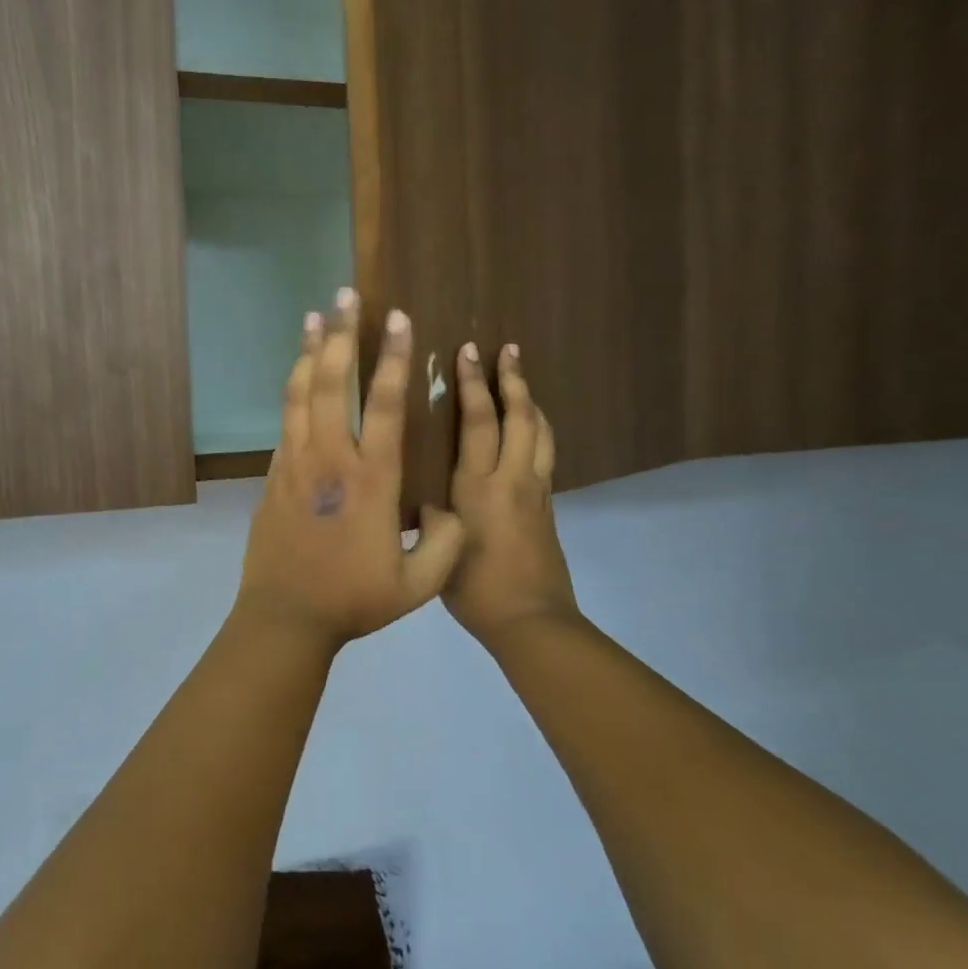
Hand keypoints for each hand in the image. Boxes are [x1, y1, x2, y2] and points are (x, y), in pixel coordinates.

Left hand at [235, 289, 466, 652]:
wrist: (285, 617)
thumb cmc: (353, 600)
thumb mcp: (418, 584)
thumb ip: (446, 543)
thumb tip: (451, 510)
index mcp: (371, 480)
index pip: (382, 405)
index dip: (391, 358)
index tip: (397, 319)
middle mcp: (329, 460)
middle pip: (330, 383)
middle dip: (339, 335)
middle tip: (344, 296)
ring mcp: (295, 465)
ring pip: (299, 395)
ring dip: (308, 352)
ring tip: (314, 315)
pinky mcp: (274, 476)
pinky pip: (285, 421)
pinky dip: (292, 390)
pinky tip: (297, 373)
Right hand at [442, 343, 580, 650]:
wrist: (530, 619)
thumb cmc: (474, 589)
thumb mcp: (436, 549)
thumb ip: (429, 515)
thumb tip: (420, 496)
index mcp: (478, 487)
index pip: (477, 422)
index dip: (472, 384)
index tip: (467, 352)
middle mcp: (511, 479)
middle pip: (518, 417)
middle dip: (511, 380)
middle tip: (506, 349)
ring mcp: (535, 490)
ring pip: (540, 432)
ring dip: (531, 400)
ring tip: (521, 377)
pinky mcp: (547, 505)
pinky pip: (546, 453)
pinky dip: (538, 429)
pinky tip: (530, 428)